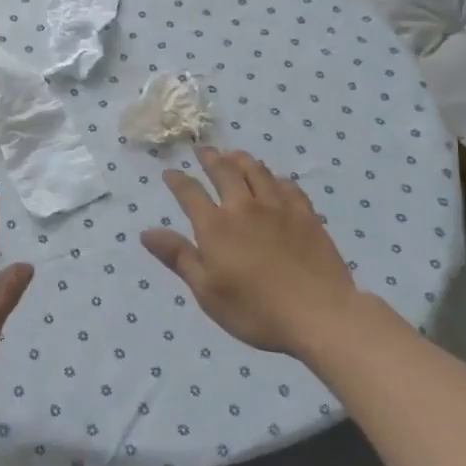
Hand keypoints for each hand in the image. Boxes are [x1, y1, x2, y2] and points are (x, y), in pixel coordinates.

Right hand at [141, 147, 363, 355]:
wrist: (319, 315)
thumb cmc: (255, 309)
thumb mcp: (206, 290)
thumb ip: (178, 257)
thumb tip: (146, 232)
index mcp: (215, 226)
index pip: (190, 193)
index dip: (178, 181)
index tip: (170, 173)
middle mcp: (244, 207)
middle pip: (224, 171)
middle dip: (211, 159)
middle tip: (203, 150)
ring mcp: (278, 208)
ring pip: (257, 171)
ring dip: (242, 160)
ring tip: (235, 155)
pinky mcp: (306, 216)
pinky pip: (288, 187)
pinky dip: (275, 179)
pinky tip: (275, 181)